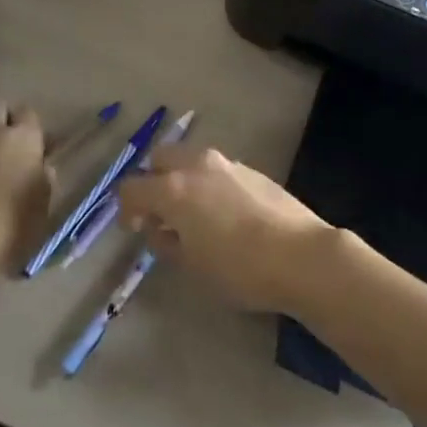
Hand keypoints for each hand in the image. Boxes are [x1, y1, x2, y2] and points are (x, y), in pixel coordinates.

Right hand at [119, 143, 334, 313]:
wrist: (300, 255)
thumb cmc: (239, 268)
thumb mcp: (193, 266)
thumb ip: (168, 243)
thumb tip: (161, 229)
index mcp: (174, 189)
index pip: (132, 187)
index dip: (126, 208)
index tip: (134, 229)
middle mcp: (196, 165)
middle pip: (160, 159)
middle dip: (153, 181)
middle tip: (161, 213)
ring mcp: (226, 163)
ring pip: (191, 159)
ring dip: (183, 179)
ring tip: (195, 215)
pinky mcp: (251, 169)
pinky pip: (217, 170)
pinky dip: (208, 184)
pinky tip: (224, 213)